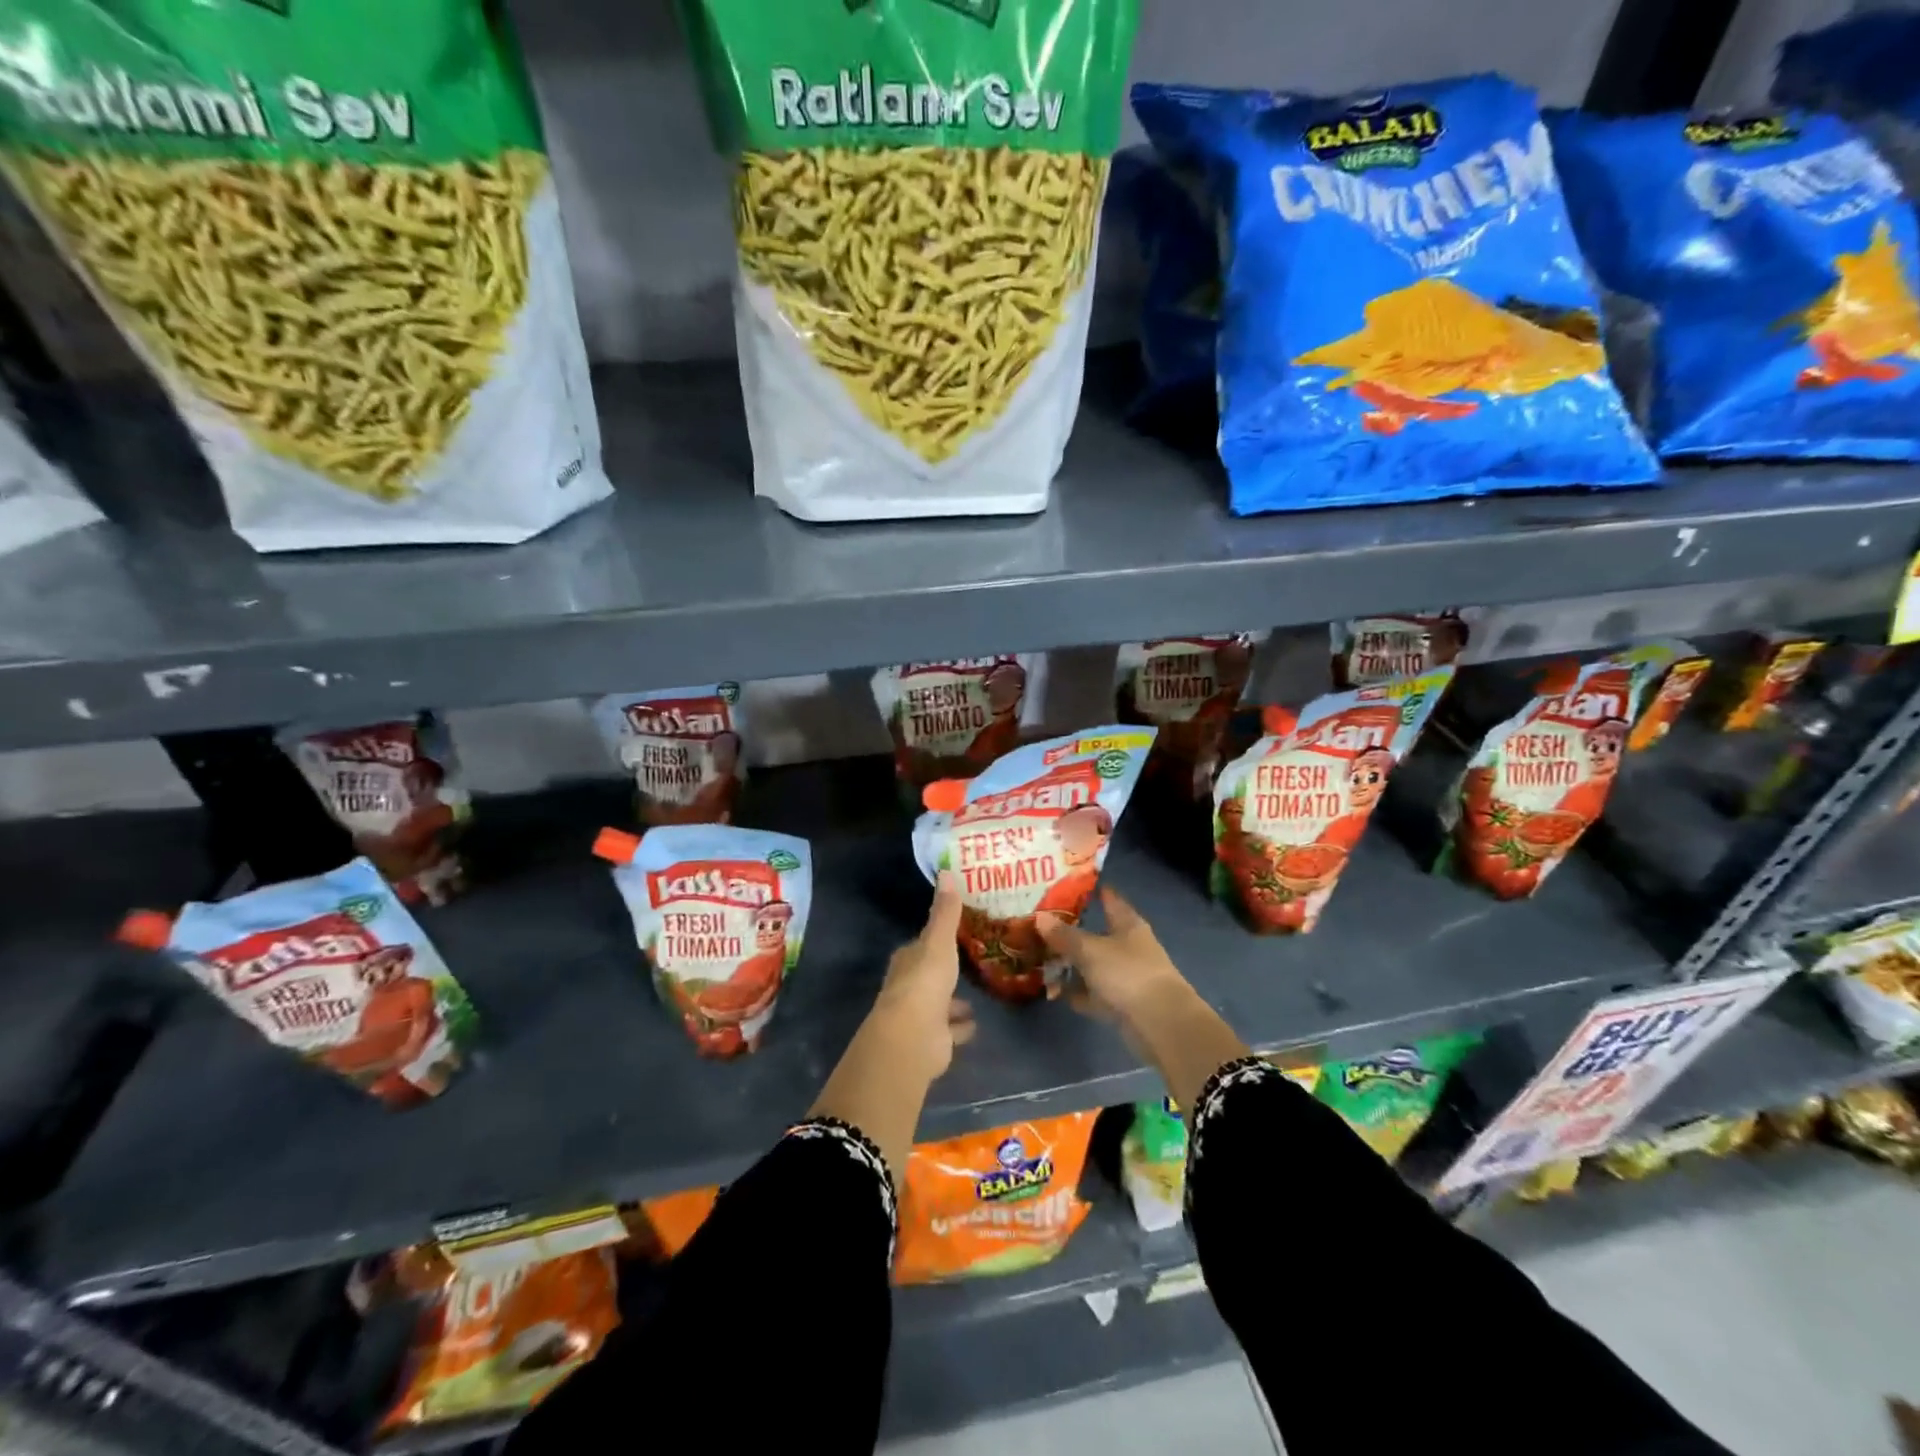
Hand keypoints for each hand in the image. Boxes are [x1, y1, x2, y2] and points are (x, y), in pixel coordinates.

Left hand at [873, 873, 976, 1079]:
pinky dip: (960, 1027)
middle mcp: (910, 986)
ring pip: (940, 1004)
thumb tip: (945, 872)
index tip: (955, 934)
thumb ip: (945, 912)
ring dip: (954, 1001)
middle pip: (929, 974)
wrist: (913, 1037)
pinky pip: (951, 1030)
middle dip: (945, 971)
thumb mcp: (939, 941)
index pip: (921, 945)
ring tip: (976, 995)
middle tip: (970, 962)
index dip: (935, 940)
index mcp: (908, 960)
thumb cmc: (924, 982)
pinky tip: (975, 1023)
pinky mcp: (933, 1040)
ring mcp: (920, 1015)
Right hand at [1037, 887, 1187, 1029]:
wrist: (1160, 1024)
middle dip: (1069, 931)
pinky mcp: (1121, 1003)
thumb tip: (1040, 917)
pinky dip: (1077, 993)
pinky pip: (1092, 993)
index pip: (1108, 898)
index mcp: (1127, 924)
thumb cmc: (1127, 973)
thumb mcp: (1090, 950)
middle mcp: (1127, 946)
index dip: (1089, 890)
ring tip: (1039, 960)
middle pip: (1095, 933)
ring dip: (1070, 965)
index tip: (1063, 884)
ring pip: (1092, 964)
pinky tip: (1055, 992)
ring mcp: (1125, 976)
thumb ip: (1064, 935)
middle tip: (1038, 925)